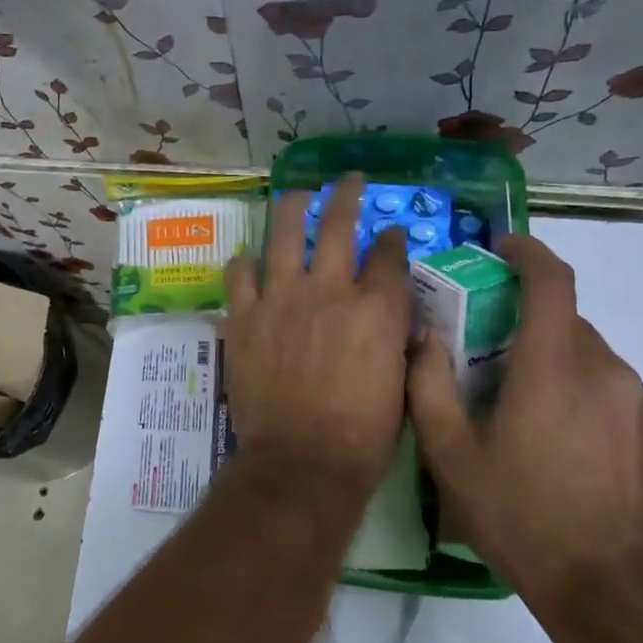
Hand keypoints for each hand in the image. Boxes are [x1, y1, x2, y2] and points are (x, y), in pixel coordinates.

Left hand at [223, 175, 412, 502]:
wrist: (303, 461)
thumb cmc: (364, 434)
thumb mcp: (403, 384)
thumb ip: (399, 340)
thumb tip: (398, 319)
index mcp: (377, 307)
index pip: (389, 253)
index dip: (392, 238)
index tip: (390, 232)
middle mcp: (330, 289)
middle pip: (337, 224)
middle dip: (346, 195)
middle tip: (348, 181)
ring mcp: (281, 298)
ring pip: (283, 232)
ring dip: (291, 208)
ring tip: (295, 196)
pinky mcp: (244, 316)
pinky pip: (240, 273)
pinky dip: (245, 263)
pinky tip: (249, 260)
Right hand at [406, 232, 642, 628]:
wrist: (614, 590)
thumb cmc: (522, 515)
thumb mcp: (451, 455)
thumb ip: (429, 386)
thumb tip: (425, 340)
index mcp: (552, 365)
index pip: (551, 279)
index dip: (527, 251)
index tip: (501, 246)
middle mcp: (601, 368)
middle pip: (562, 317)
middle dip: (523, 316)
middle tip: (484, 344)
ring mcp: (634, 400)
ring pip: (584, 353)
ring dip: (547, 355)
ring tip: (515, 397)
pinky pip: (605, 387)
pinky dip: (574, 388)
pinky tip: (553, 435)